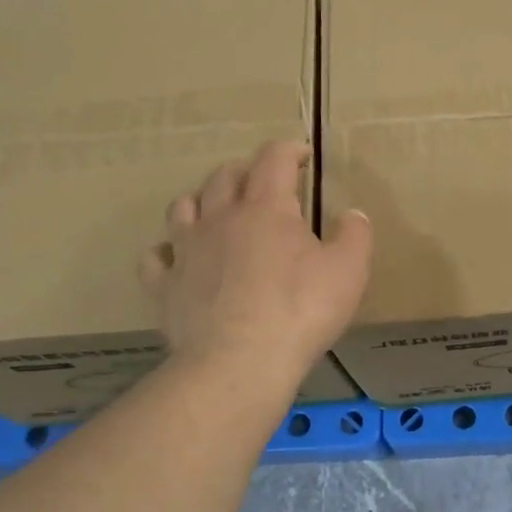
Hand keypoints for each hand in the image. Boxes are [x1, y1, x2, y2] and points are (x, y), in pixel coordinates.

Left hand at [139, 141, 370, 380]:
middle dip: (247, 171)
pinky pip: (155, 257)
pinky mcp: (165, 286)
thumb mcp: (349, 270)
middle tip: (264, 183)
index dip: (289, 150)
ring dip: (202, 200)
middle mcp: (220, 218)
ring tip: (217, 211)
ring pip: (183, 206)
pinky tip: (178, 259)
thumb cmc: (302, 311)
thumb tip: (353, 214)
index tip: (302, 155)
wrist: (239, 361)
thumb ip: (355, 235)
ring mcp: (186, 251)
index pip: (273, 159)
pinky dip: (168, 251)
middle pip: (225, 176)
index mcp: (267, 208)